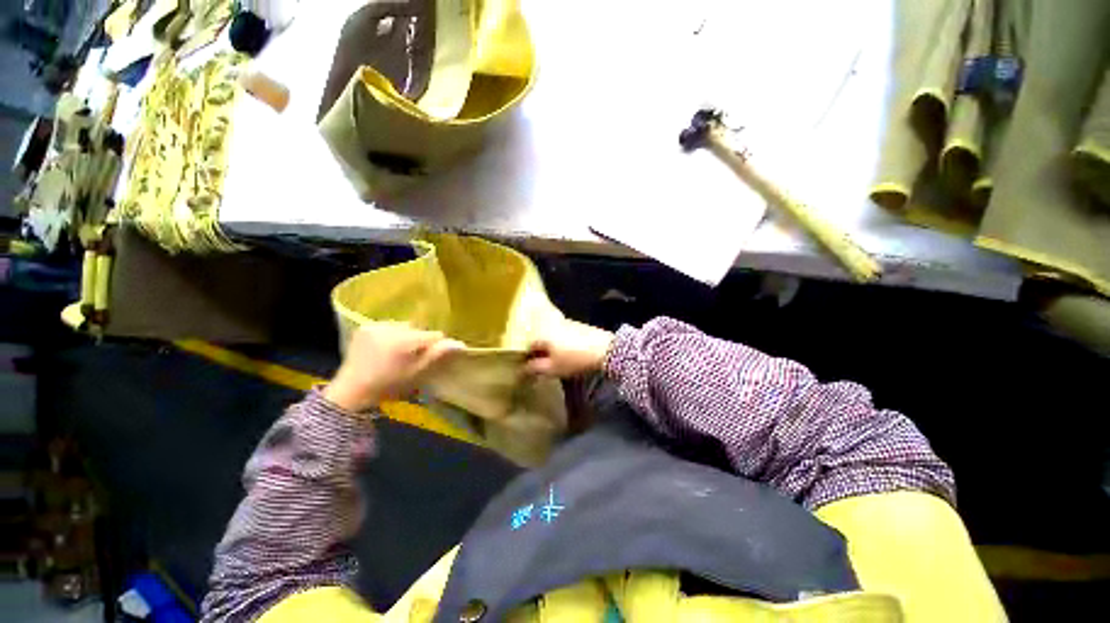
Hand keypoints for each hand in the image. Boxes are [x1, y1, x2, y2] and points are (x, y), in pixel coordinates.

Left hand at [324, 322, 462, 411]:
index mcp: (404, 341)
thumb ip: (437, 355)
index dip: (435, 346)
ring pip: (403, 326)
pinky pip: (388, 326)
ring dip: (405, 336)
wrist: (352, 392)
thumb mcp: (417, 373)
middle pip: (418, 329)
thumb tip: (460, 344)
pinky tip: (385, 348)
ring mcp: (375, 326)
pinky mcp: (365, 327)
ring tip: (397, 353)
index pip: (433, 335)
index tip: (428, 359)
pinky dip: (391, 334)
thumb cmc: (389, 385)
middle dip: (419, 340)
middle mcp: (390, 328)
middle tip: (411, 358)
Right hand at [525, 318, 614, 376]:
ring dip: (548, 346)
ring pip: (550, 335)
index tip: (528, 368)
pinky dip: (559, 342)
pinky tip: (565, 352)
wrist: (604, 349)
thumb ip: (535, 368)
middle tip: (540, 365)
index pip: (527, 345)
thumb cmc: (574, 359)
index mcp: (542, 334)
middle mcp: (551, 325)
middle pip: (538, 338)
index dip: (526, 357)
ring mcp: (565, 323)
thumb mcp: (552, 368)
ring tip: (553, 360)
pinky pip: (561, 333)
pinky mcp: (576, 325)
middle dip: (537, 351)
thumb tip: (522, 369)